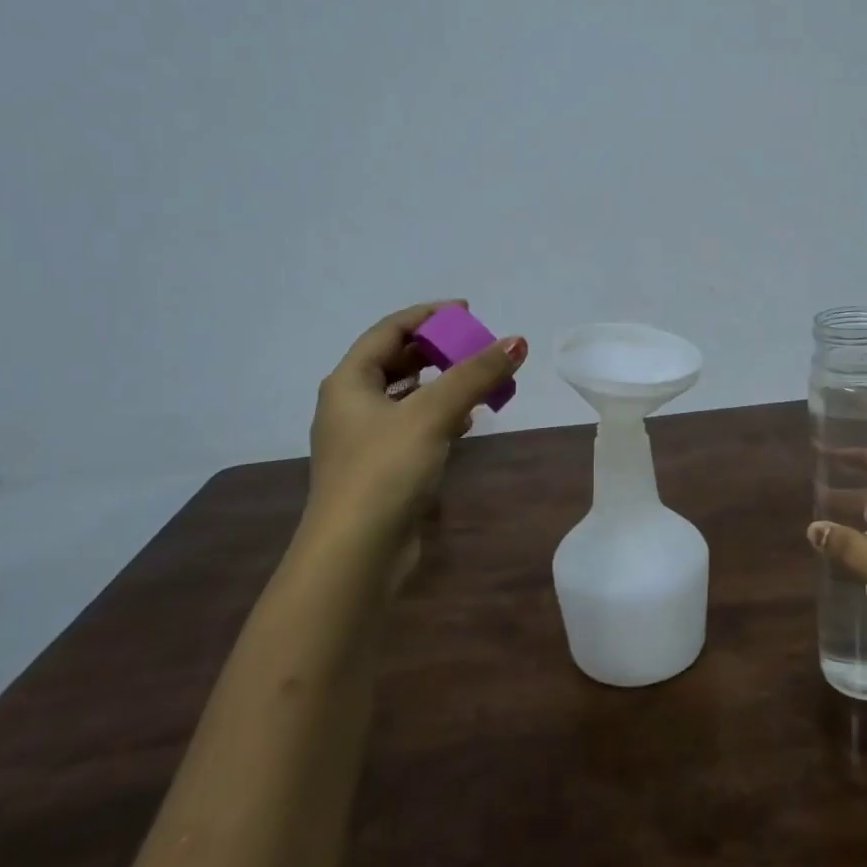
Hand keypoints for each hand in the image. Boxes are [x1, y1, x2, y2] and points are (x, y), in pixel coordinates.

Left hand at [306, 301, 526, 572]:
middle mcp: (350, 405)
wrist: (355, 554)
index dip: (428, 316)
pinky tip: (467, 421)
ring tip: (478, 380)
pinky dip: (439, 416)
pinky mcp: (381, 469)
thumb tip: (517, 341)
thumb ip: (475, 375)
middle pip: (397, 362)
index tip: (467, 312)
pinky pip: (413, 427)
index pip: (389, 331)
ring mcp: (364, 440)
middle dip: (438, 351)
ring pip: (407, 397)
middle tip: (476, 346)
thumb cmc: (385, 471)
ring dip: (442, 384)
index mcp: (349, 382)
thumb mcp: (432, 414)